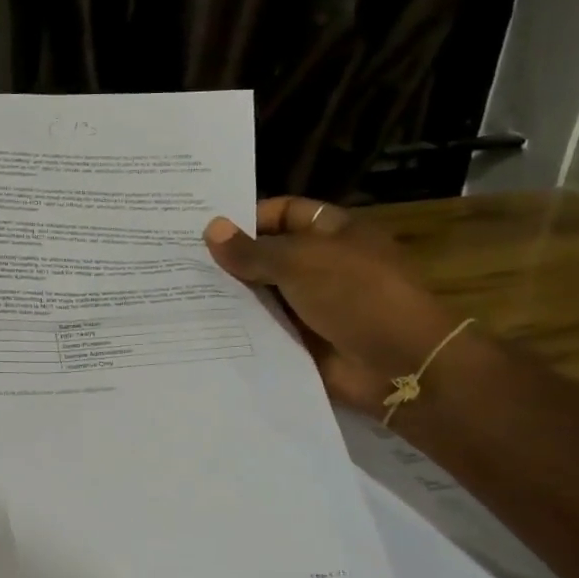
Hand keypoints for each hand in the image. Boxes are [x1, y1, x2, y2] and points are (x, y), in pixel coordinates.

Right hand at [204, 197, 461, 413]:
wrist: (399, 365)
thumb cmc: (357, 295)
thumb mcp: (300, 262)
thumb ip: (252, 251)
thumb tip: (210, 229)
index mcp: (332, 233)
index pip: (284, 212)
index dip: (248, 217)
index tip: (205, 229)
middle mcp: (321, 265)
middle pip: (268, 255)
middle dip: (231, 259)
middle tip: (181, 260)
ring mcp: (312, 305)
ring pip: (262, 295)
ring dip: (230, 296)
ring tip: (180, 292)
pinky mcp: (303, 341)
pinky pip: (264, 329)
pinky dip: (239, 328)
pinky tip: (201, 326)